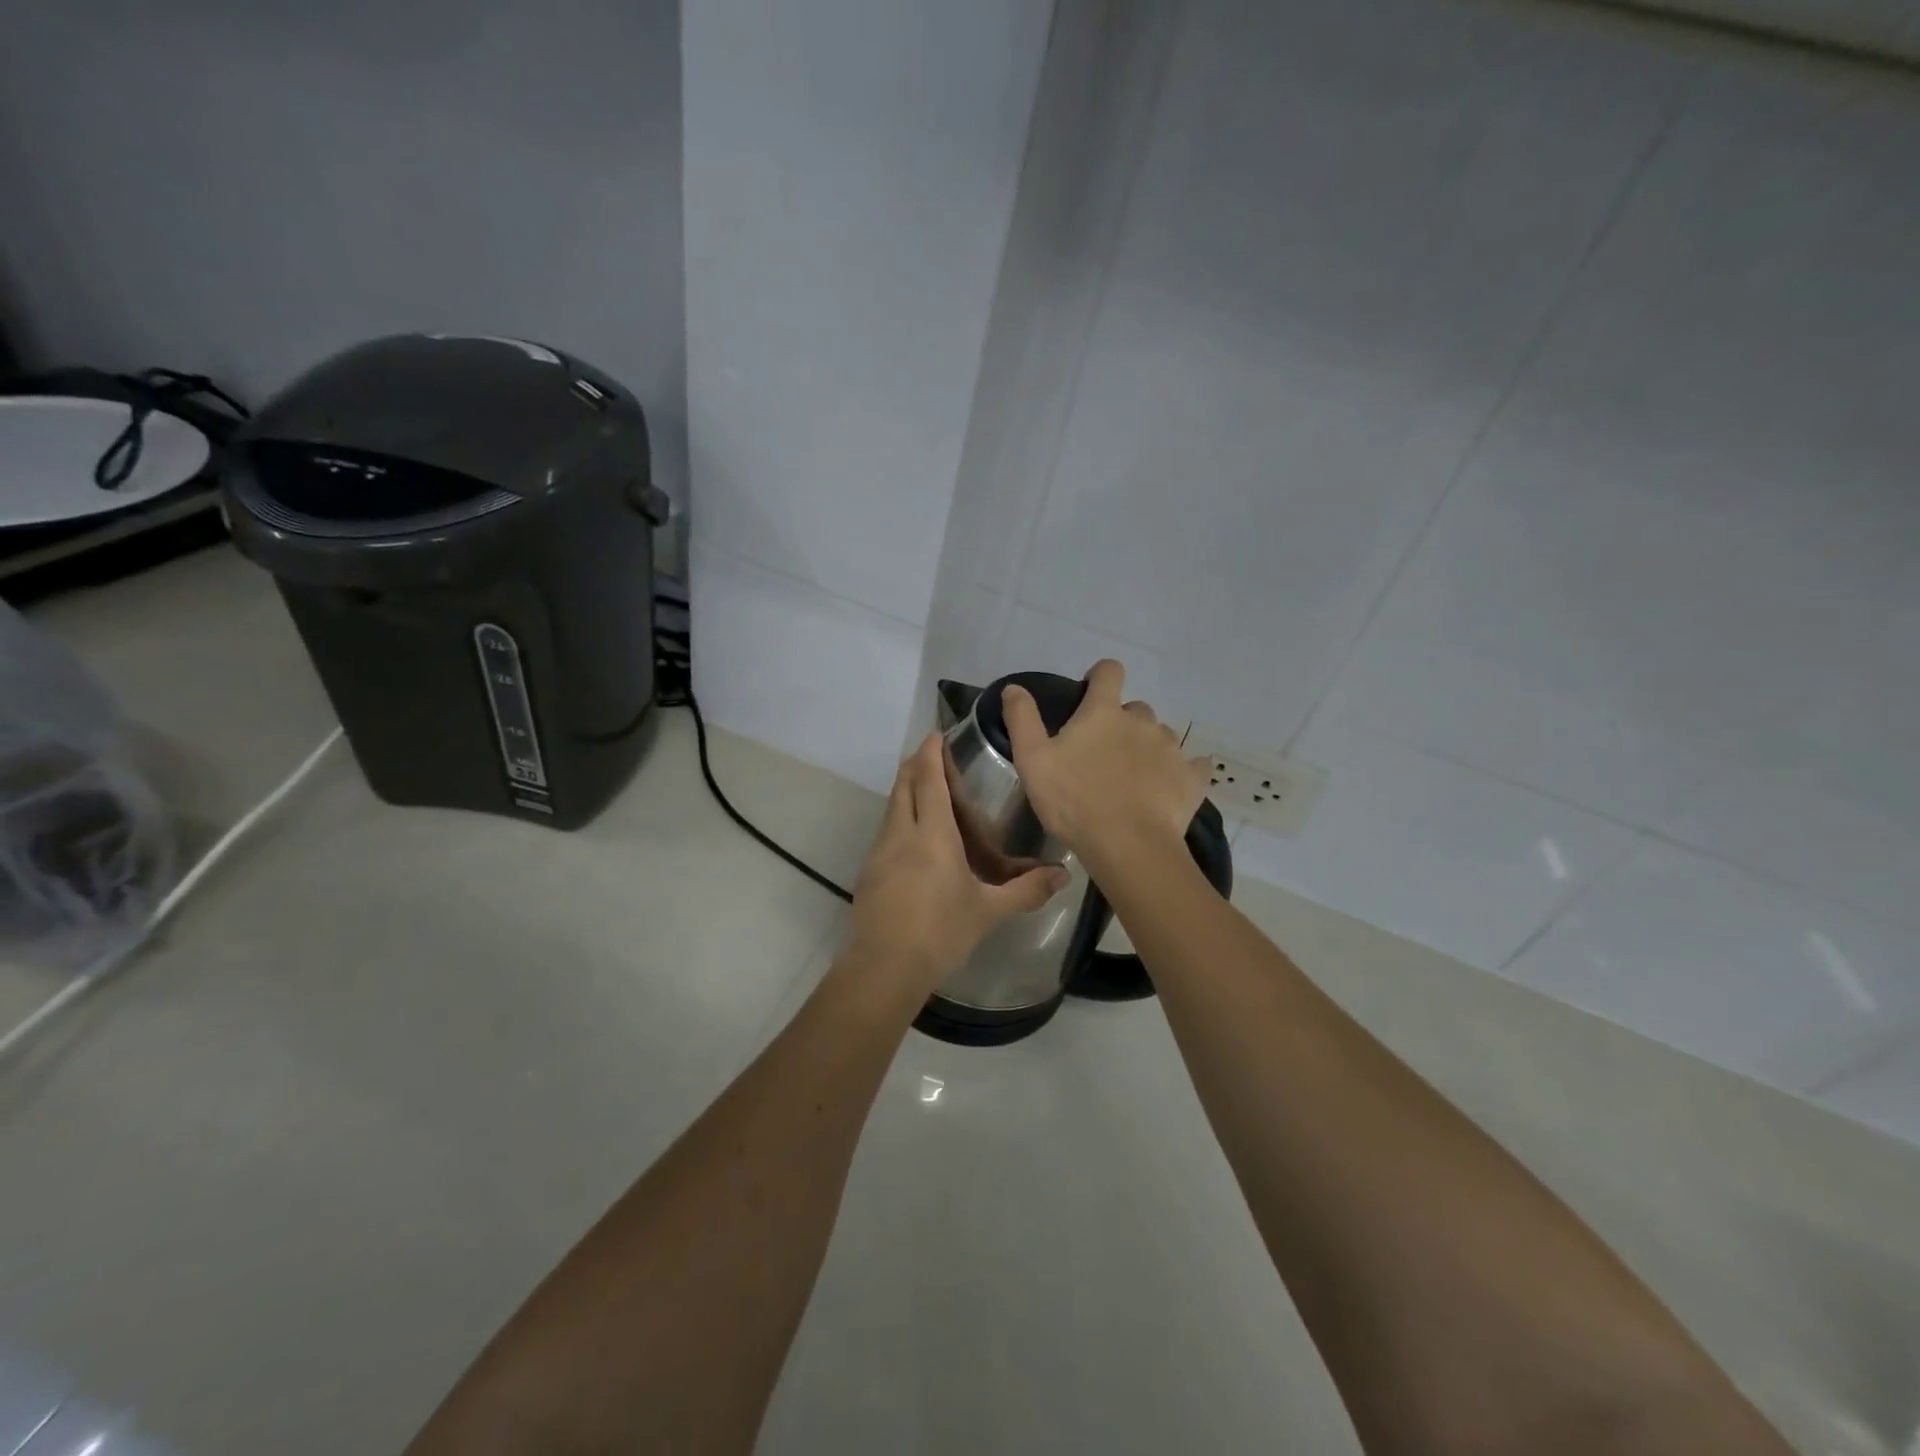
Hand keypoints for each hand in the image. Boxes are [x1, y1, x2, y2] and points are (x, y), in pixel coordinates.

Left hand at [846, 733, 1070, 992]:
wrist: (884, 969)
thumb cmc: (940, 933)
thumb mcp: (988, 912)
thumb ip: (1026, 890)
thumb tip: (1064, 875)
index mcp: (932, 835)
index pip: (928, 780)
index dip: (930, 753)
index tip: (936, 734)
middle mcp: (901, 834)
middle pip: (903, 785)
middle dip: (915, 764)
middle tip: (932, 755)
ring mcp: (879, 852)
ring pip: (891, 807)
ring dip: (905, 790)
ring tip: (924, 789)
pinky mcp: (869, 872)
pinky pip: (885, 831)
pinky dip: (899, 817)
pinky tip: (913, 836)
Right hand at [1001, 659, 1208, 876]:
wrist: (1128, 847)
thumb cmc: (1074, 801)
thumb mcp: (1032, 760)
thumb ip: (1022, 719)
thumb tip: (1014, 687)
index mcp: (1104, 712)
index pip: (1109, 671)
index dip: (1100, 676)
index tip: (1089, 695)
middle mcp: (1143, 721)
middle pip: (1135, 708)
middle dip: (1121, 723)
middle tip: (1103, 754)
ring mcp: (1172, 749)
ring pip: (1161, 736)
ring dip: (1147, 747)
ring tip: (1132, 778)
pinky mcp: (1192, 778)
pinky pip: (1192, 765)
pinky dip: (1180, 771)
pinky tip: (1168, 788)